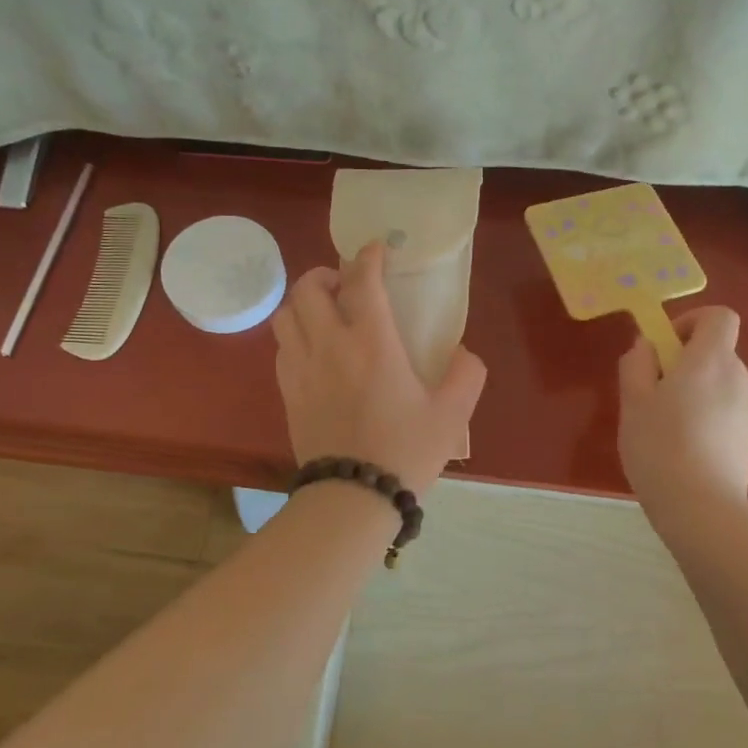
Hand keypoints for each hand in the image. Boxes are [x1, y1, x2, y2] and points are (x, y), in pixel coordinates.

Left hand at [273, 241, 486, 493]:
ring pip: (285, 315)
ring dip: (304, 303)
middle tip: (346, 284)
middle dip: (325, 274)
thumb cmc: (405, 452)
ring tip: (325, 313)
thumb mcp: (453, 414)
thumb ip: (466, 374)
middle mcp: (329, 345)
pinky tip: (315, 351)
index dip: (368, 256)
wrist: (353, 498)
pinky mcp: (288, 393)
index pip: (361, 281)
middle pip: (307, 288)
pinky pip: (282, 348)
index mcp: (371, 343)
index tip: (377, 249)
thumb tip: (463, 353)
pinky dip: (295, 334)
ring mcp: (302, 369)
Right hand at [617, 306, 747, 512]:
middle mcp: (737, 376)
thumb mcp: (633, 401)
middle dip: (682, 360)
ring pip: (716, 380)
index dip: (690, 321)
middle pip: (714, 349)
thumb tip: (647, 346)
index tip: (664, 347)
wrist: (702, 509)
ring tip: (662, 424)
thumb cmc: (660, 447)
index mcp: (711, 360)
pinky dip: (703, 412)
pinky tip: (681, 445)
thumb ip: (637, 364)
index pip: (719, 316)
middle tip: (650, 392)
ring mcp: (747, 407)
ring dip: (691, 388)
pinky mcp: (747, 435)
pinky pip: (723, 406)